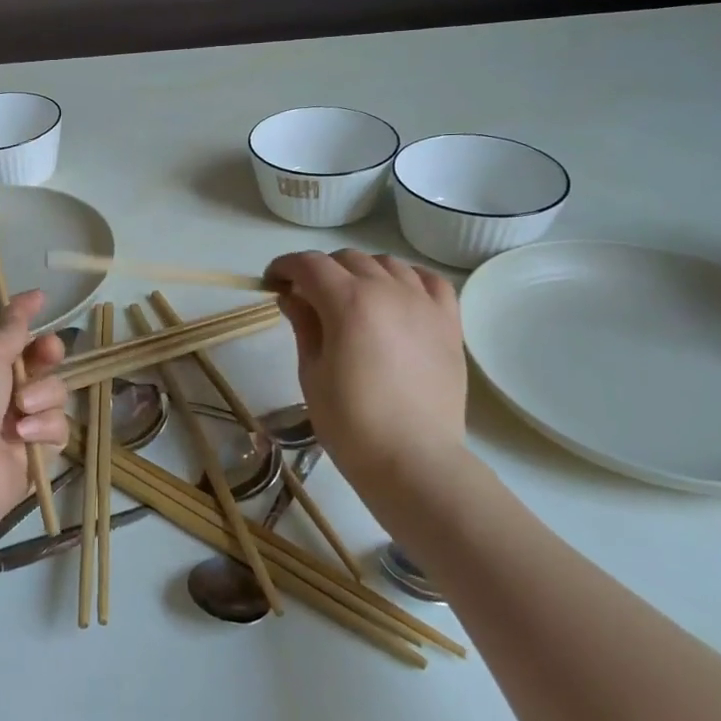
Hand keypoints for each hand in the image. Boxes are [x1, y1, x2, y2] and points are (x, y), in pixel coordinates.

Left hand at [0, 290, 70, 525]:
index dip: (19, 313)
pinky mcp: (31, 449)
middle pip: (34, 358)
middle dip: (45, 354)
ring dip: (41, 395)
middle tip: (47, 354)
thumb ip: (12, 325)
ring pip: (52, 391)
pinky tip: (24, 437)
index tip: (43, 299)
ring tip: (23, 409)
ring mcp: (12, 419)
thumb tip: (30, 297)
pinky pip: (55, 426)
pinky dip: (42, 428)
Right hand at [266, 250, 467, 497]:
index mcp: (348, 302)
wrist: (414, 461)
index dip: (285, 267)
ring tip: (351, 299)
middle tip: (306, 297)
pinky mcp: (449, 322)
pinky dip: (407, 279)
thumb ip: (303, 325)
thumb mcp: (312, 372)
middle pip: (347, 259)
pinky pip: (429, 281)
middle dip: (320, 270)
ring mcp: (423, 303)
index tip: (272, 282)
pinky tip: (396, 296)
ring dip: (361, 272)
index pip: (309, 264)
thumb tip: (291, 297)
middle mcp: (388, 290)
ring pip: (387, 264)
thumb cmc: (351, 423)